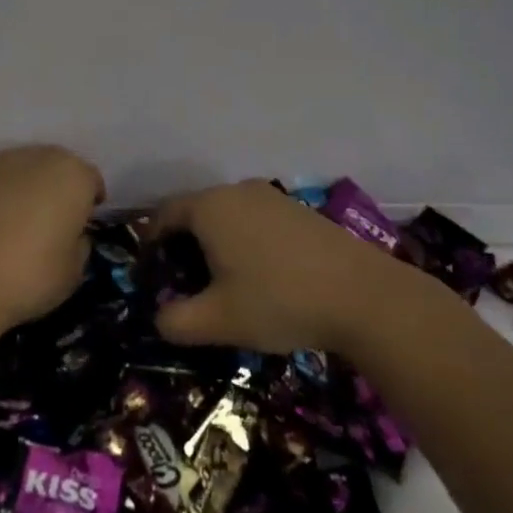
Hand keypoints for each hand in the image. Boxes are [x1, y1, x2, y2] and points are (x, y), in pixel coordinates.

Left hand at [0, 146, 105, 330]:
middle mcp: (37, 158)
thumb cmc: (31, 276)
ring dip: (25, 188)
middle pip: (56, 166)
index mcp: (73, 176)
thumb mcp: (74, 272)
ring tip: (19, 222)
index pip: (91, 180)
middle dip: (58, 187)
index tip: (85, 223)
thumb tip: (72, 236)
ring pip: (21, 170)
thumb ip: (80, 245)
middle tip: (54, 219)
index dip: (90, 201)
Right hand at [151, 180, 402, 354]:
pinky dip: (245, 242)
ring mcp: (272, 197)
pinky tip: (261, 277)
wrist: (362, 295)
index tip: (150, 273)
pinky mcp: (299, 211)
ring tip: (222, 284)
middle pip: (196, 212)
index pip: (164, 215)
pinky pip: (256, 221)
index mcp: (209, 207)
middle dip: (183, 246)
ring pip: (228, 216)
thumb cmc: (278, 300)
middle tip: (184, 285)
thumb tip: (159, 318)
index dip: (151, 243)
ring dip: (216, 245)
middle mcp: (237, 191)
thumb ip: (176, 321)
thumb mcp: (218, 320)